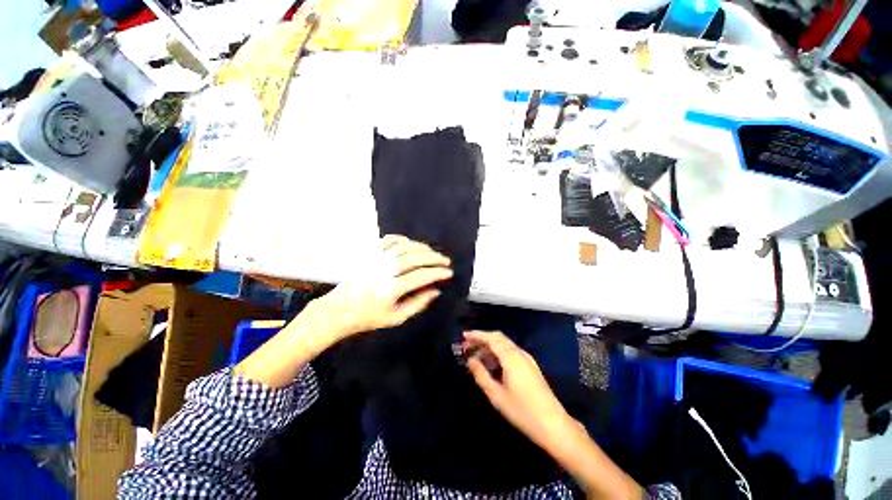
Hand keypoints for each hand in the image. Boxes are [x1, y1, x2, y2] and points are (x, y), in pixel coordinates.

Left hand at [314, 235, 452, 340]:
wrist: (339, 309)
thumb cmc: (369, 317)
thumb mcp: (396, 318)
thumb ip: (418, 304)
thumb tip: (436, 291)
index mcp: (391, 289)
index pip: (421, 276)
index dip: (438, 273)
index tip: (449, 273)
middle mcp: (384, 270)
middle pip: (415, 258)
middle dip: (434, 258)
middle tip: (445, 261)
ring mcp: (376, 259)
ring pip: (405, 246)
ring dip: (423, 248)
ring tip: (433, 253)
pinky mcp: (369, 253)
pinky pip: (389, 240)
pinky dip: (403, 239)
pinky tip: (412, 243)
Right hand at [464, 331, 571, 448]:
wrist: (553, 425)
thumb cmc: (522, 410)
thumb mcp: (496, 395)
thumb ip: (481, 375)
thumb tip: (471, 360)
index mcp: (511, 356)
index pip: (491, 337)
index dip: (477, 335)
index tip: (464, 335)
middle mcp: (519, 353)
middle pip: (498, 338)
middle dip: (482, 339)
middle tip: (467, 345)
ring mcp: (527, 359)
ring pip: (505, 345)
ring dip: (490, 346)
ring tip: (476, 355)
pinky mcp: (530, 367)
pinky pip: (511, 352)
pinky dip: (498, 353)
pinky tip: (492, 364)